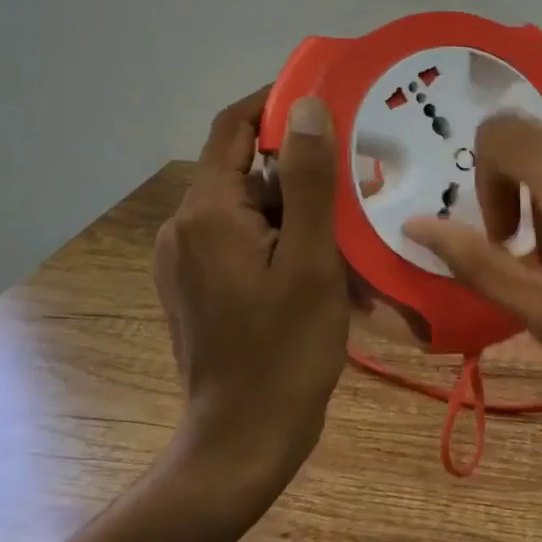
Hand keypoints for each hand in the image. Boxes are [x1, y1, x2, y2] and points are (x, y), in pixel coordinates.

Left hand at [153, 89, 349, 497]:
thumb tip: (306, 106)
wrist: (243, 441)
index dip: (276, 102)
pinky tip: (321, 268)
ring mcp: (186, 260)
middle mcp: (184, 227)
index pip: (233, 126)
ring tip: (348, 235)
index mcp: (207, 213)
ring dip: (297, 212)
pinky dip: (282, 241)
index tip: (327, 99)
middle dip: (300, 171)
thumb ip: (308, 179)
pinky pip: (243, 241)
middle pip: (245, 170)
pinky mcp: (196, 285)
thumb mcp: (311, 260)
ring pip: (249, 208)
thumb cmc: (285, 350)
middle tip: (357, 183)